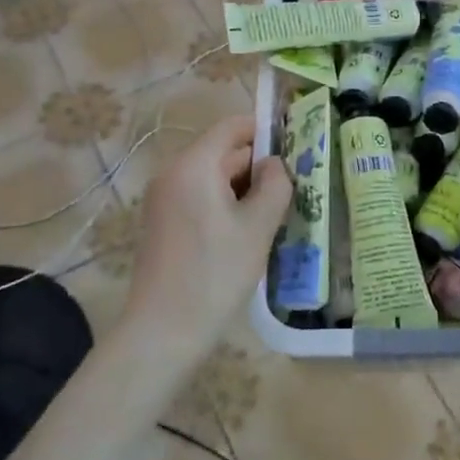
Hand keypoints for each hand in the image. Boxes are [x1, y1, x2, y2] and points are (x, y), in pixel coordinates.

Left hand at [126, 115, 291, 357]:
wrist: (163, 332)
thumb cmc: (215, 273)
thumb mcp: (258, 227)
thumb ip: (275, 185)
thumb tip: (275, 165)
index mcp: (194, 165)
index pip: (233, 127)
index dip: (266, 130)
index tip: (297, 148)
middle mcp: (173, 174)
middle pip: (223, 152)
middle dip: (259, 166)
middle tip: (294, 188)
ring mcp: (163, 199)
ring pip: (213, 178)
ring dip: (245, 189)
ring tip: (277, 213)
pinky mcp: (162, 223)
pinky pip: (200, 198)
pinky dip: (226, 205)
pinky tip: (248, 232)